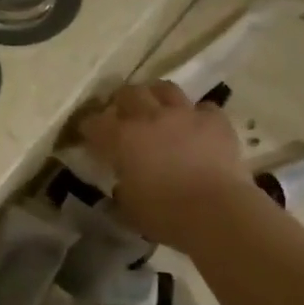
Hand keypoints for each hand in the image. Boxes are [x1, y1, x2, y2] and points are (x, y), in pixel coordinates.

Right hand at [78, 82, 254, 250]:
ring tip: (156, 107)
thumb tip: (124, 182)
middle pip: (129, 93)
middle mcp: (150, 117)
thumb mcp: (129, 207)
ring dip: (156, 95)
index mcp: (122, 139)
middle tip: (122, 114)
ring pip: (165, 89)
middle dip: (121, 102)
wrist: (215, 212)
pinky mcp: (215, 120)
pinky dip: (196, 115)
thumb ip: (123, 188)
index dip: (88, 127)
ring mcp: (185, 114)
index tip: (88, 135)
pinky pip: (203, 107)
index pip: (94, 123)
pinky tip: (195, 126)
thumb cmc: (164, 215)